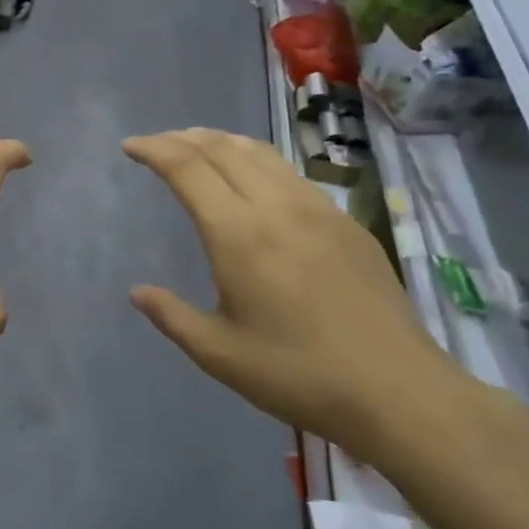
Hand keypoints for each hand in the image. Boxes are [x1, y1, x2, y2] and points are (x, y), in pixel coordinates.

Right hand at [123, 128, 478, 465]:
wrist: (397, 390)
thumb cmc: (297, 374)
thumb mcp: (219, 354)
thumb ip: (172, 316)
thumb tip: (138, 292)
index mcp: (239, 235)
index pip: (188, 169)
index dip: (155, 149)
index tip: (131, 146)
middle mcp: (278, 207)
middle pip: (224, 148)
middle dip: (184, 138)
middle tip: (159, 145)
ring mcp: (319, 210)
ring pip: (262, 154)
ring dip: (222, 143)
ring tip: (200, 149)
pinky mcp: (347, 223)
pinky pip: (292, 174)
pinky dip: (258, 162)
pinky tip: (255, 184)